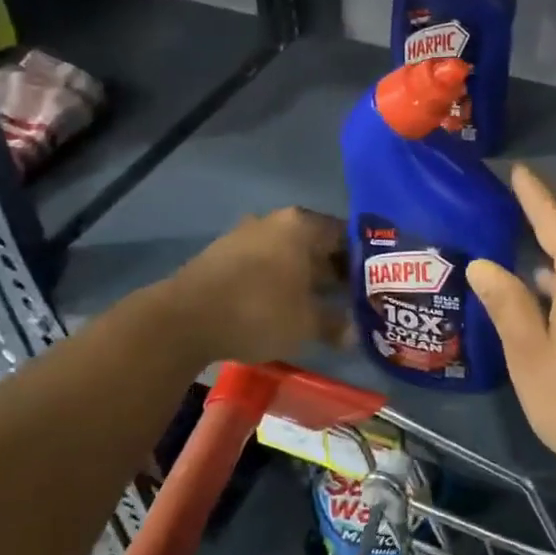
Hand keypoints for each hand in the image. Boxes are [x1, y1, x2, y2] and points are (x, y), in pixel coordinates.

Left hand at [161, 207, 347, 365]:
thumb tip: (354, 334)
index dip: (362, 261)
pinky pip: (264, 263)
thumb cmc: (259, 311)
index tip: (371, 284)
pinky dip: (278, 279)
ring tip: (319, 304)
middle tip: (350, 297)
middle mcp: (275, 221)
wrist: (184, 320)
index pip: (346, 235)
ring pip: (288, 253)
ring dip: (304, 275)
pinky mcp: (222, 253)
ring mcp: (245, 234)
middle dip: (333, 269)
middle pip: (316, 242)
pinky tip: (283, 305)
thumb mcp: (306, 324)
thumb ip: (335, 324)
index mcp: (302, 225)